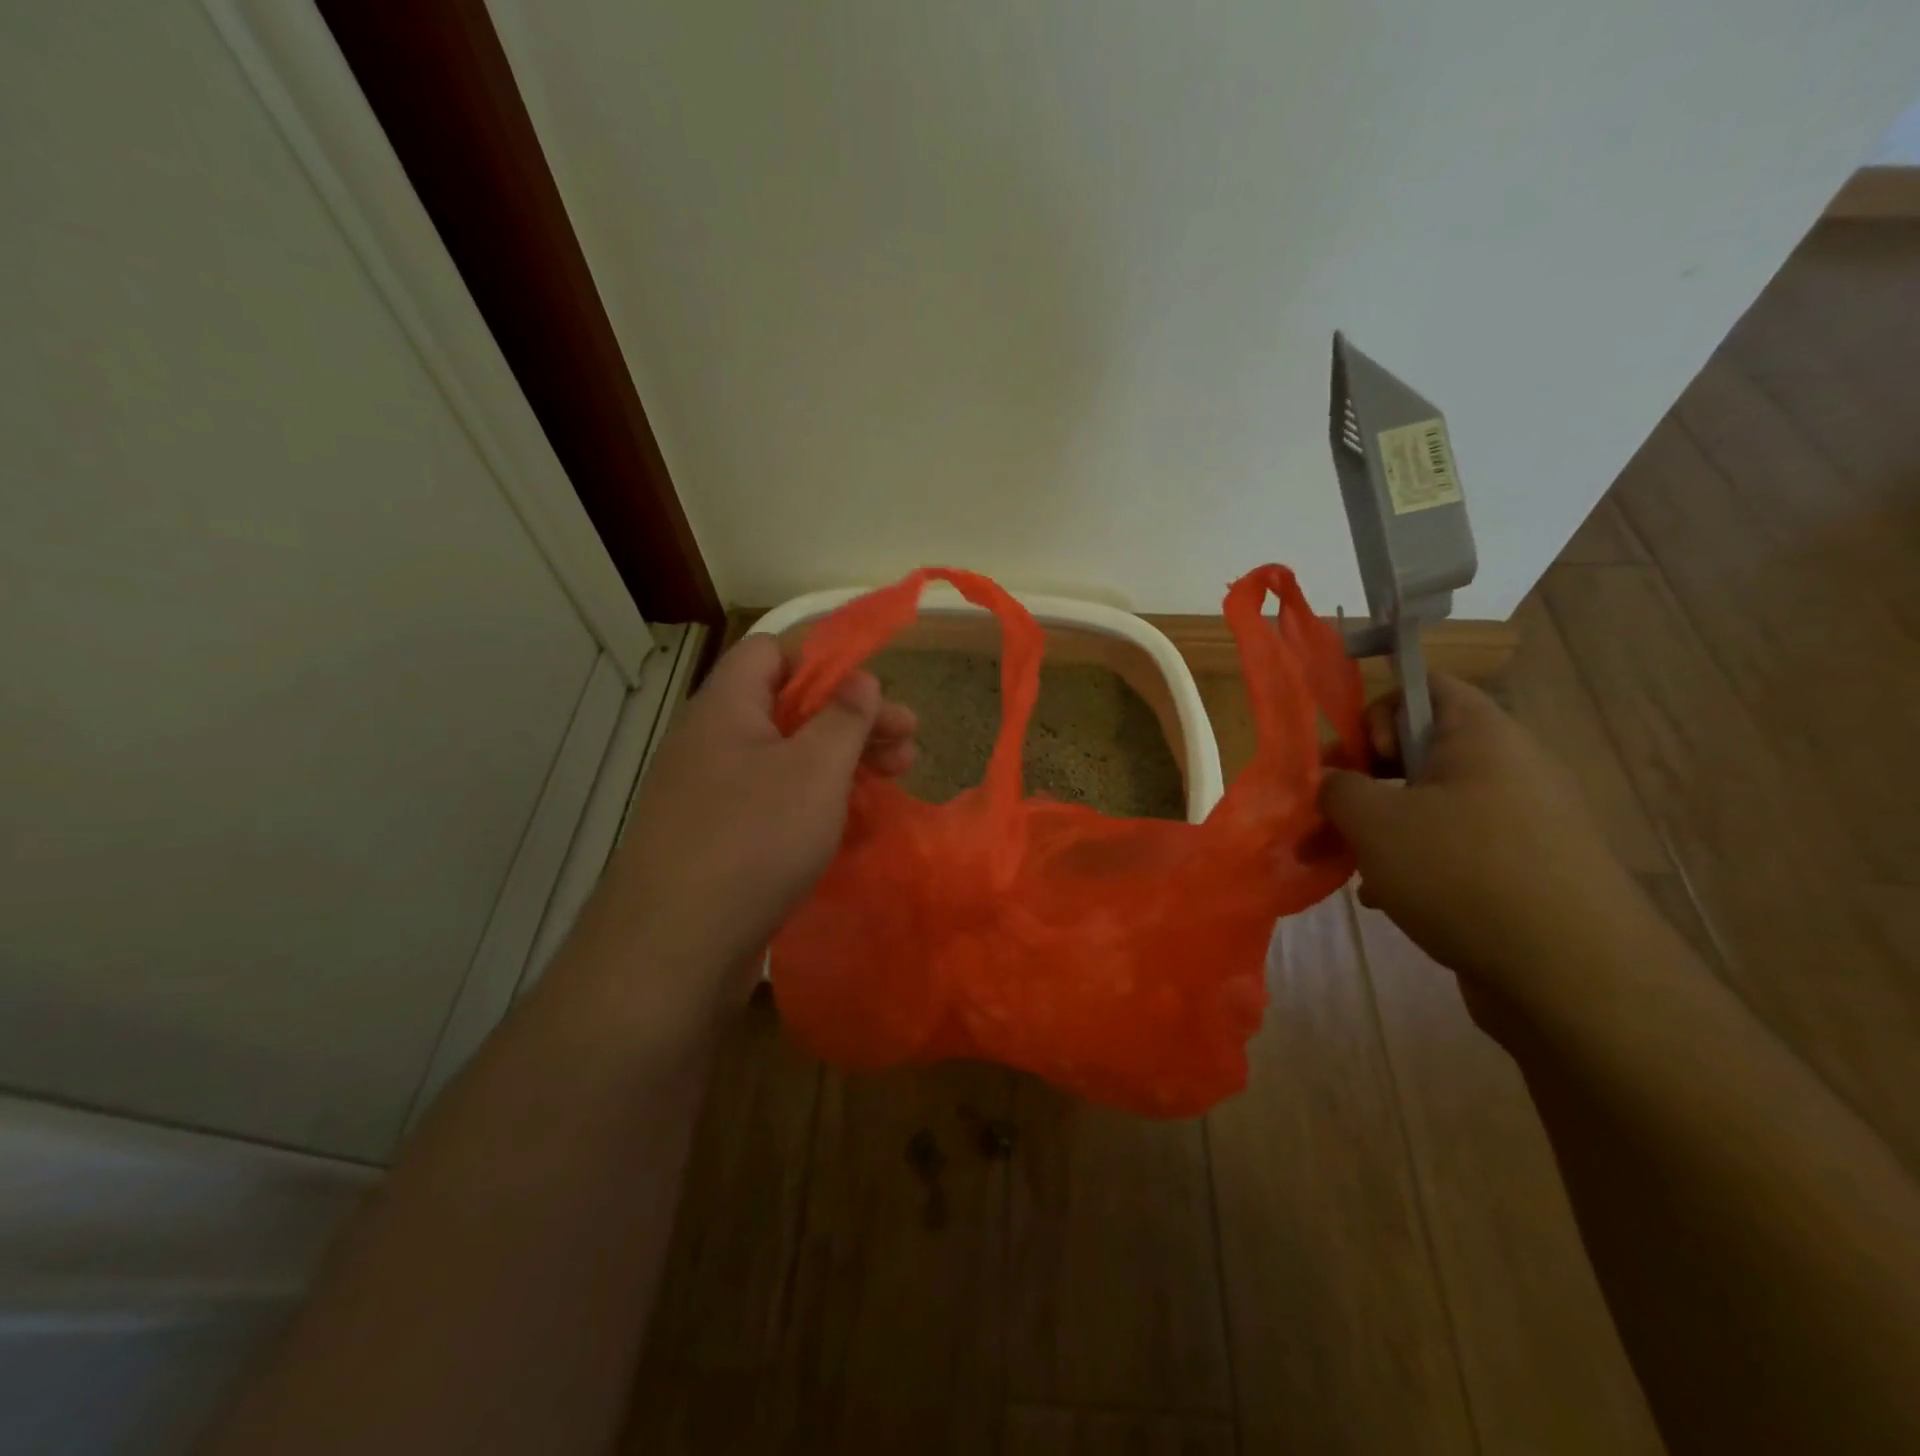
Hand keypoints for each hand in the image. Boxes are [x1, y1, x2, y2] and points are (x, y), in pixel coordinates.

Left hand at [607, 634, 915, 990]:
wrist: (674, 949)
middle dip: (853, 719)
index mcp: (727, 707)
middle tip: (908, 743)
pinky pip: (774, 802)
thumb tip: (860, 678)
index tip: (874, 692)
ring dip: (843, 762)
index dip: (826, 661)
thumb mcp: (816, 768)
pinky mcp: (719, 839)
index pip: (773, 652)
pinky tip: (854, 820)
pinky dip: (816, 801)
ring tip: (896, 778)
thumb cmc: (754, 839)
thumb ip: (844, 716)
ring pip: (787, 759)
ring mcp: (713, 794)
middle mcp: (713, 742)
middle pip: (790, 708)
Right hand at [1320, 675, 1647, 1006]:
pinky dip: (1416, 864)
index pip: (1424, 686)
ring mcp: (1523, 822)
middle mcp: (1509, 768)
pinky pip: (1456, 848)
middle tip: (1336, 813)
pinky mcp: (1525, 871)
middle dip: (1366, 780)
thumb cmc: (1462, 873)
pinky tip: (1387, 900)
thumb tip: (1331, 781)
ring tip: (1352, 865)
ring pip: (1432, 805)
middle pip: (1420, 749)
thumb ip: (1337, 787)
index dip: (1376, 711)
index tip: (1354, 760)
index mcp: (1481, 735)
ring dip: (1384, 828)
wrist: (1573, 978)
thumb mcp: (1374, 821)